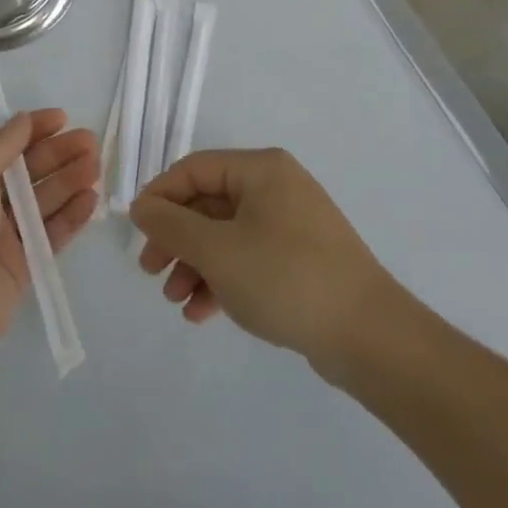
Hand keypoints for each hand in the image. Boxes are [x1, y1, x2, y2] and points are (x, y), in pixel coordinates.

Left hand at [0, 110, 98, 368]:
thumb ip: (1, 144)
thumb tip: (23, 119)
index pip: (1, 143)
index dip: (31, 129)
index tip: (62, 118)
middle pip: (26, 170)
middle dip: (57, 153)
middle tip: (91, 142)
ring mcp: (0, 235)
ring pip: (42, 201)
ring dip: (68, 181)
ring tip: (95, 166)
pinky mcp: (20, 267)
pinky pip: (50, 235)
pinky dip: (70, 217)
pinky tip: (91, 200)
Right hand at [129, 148, 422, 375]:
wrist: (370, 338)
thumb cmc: (286, 278)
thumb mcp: (217, 250)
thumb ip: (171, 225)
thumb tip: (141, 206)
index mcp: (260, 170)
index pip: (193, 169)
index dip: (160, 197)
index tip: (136, 232)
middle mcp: (276, 188)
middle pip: (208, 204)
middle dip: (176, 239)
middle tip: (150, 271)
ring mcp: (291, 225)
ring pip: (225, 235)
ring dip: (195, 264)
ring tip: (175, 300)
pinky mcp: (299, 260)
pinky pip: (248, 259)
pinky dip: (222, 280)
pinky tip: (202, 313)